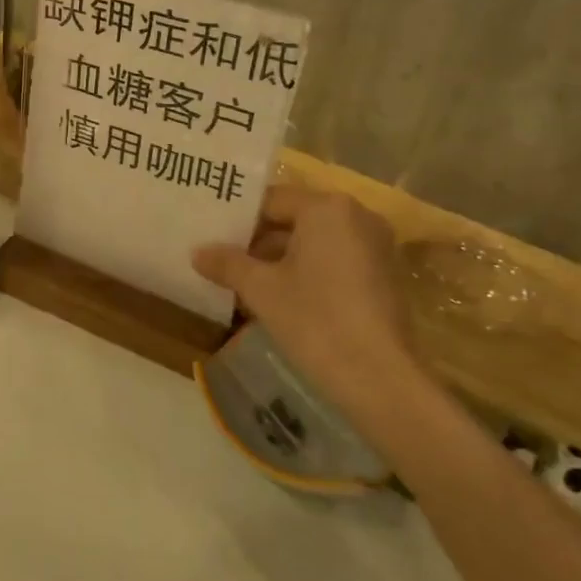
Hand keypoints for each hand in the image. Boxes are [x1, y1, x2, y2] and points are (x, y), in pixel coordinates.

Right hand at [193, 185, 417, 413]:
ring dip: (279, 261)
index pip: (271, 201)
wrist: (380, 379)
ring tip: (244, 284)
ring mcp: (375, 247)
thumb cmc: (315, 320)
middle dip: (258, 242)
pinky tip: (279, 300)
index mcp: (326, 207)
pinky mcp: (383, 277)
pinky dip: (307, 273)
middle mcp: (357, 216)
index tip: (212, 239)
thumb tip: (197, 252)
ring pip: (314, 243)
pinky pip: (334, 261)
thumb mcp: (261, 289)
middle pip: (294, 219)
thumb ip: (227, 263)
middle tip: (222, 262)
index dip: (238, 221)